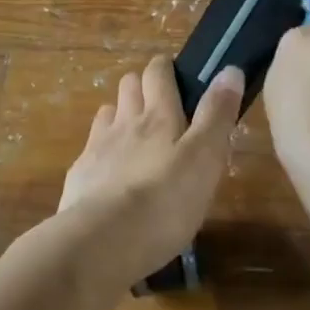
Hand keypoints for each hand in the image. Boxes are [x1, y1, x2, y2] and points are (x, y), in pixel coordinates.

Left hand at [60, 56, 244, 282]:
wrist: (102, 242)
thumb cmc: (165, 201)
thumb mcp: (204, 158)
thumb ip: (216, 115)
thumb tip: (229, 69)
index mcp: (158, 116)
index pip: (157, 73)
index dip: (165, 67)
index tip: (175, 72)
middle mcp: (124, 123)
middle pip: (128, 86)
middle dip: (141, 85)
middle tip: (160, 104)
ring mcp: (97, 148)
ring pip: (107, 113)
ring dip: (120, 114)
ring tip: (135, 133)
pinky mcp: (80, 176)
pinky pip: (91, 149)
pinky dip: (102, 149)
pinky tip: (110, 169)